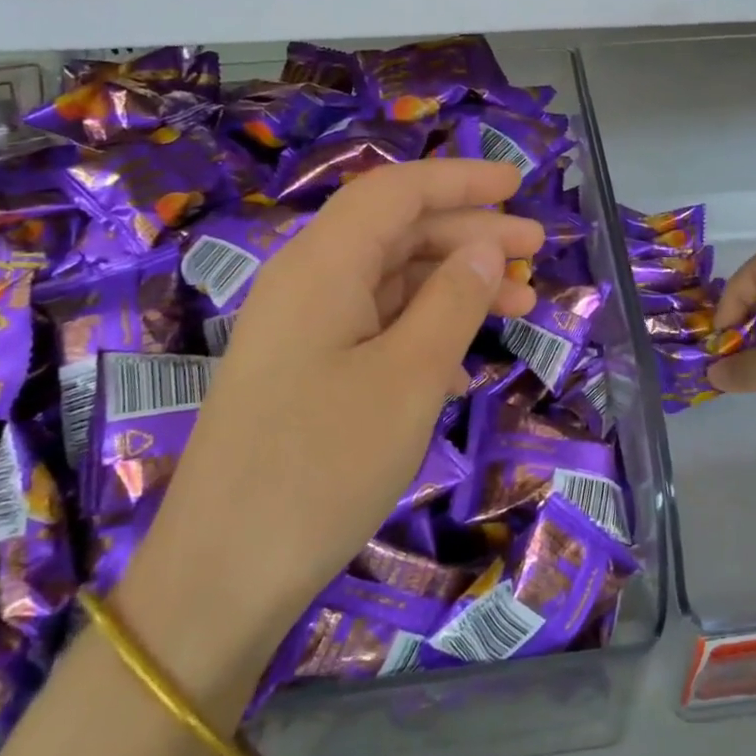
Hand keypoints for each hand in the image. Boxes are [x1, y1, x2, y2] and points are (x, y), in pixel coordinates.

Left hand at [117, 160, 542, 702]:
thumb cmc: (323, 466)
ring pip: (388, 279)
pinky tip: (463, 359)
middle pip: (395, 231)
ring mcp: (300, 329)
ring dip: (454, 283)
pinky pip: (373, 324)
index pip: (396, 192)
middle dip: (469, 233)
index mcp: (322, 266)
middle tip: (534, 250)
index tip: (517, 184)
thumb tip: (487, 248)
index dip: (459, 179)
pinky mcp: (302, 370)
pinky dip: (424, 326)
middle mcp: (305, 282)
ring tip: (520, 304)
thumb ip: (453, 302)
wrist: (221, 576)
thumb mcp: (410, 378)